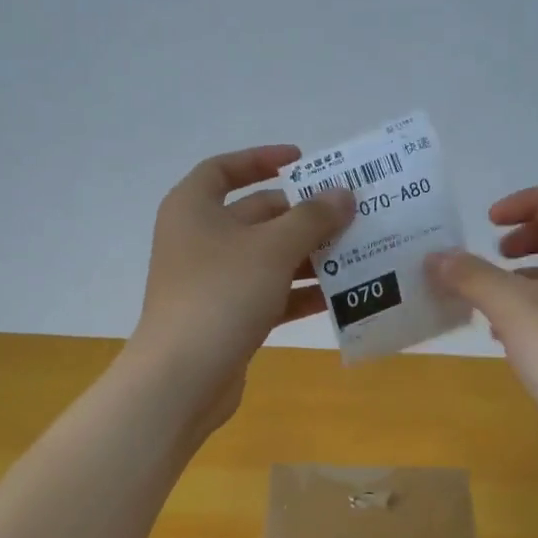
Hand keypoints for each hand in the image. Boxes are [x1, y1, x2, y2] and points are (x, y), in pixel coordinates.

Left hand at [127, 145, 354, 433]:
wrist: (183, 377)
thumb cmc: (222, 294)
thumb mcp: (272, 248)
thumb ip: (312, 218)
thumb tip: (343, 194)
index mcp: (194, 208)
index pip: (225, 169)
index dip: (262, 160)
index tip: (303, 161)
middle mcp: (199, 239)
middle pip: (255, 215)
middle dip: (302, 216)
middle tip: (349, 215)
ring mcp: (211, 282)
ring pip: (266, 258)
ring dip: (308, 257)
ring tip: (355, 254)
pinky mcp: (226, 318)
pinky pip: (268, 294)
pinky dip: (298, 293)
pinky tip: (338, 297)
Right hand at [426, 187, 537, 481]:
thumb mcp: (513, 308)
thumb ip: (473, 277)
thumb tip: (437, 257)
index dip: (530, 202)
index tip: (490, 222)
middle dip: (528, 238)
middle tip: (494, 252)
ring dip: (525, 278)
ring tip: (489, 297)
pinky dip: (531, 313)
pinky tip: (502, 336)